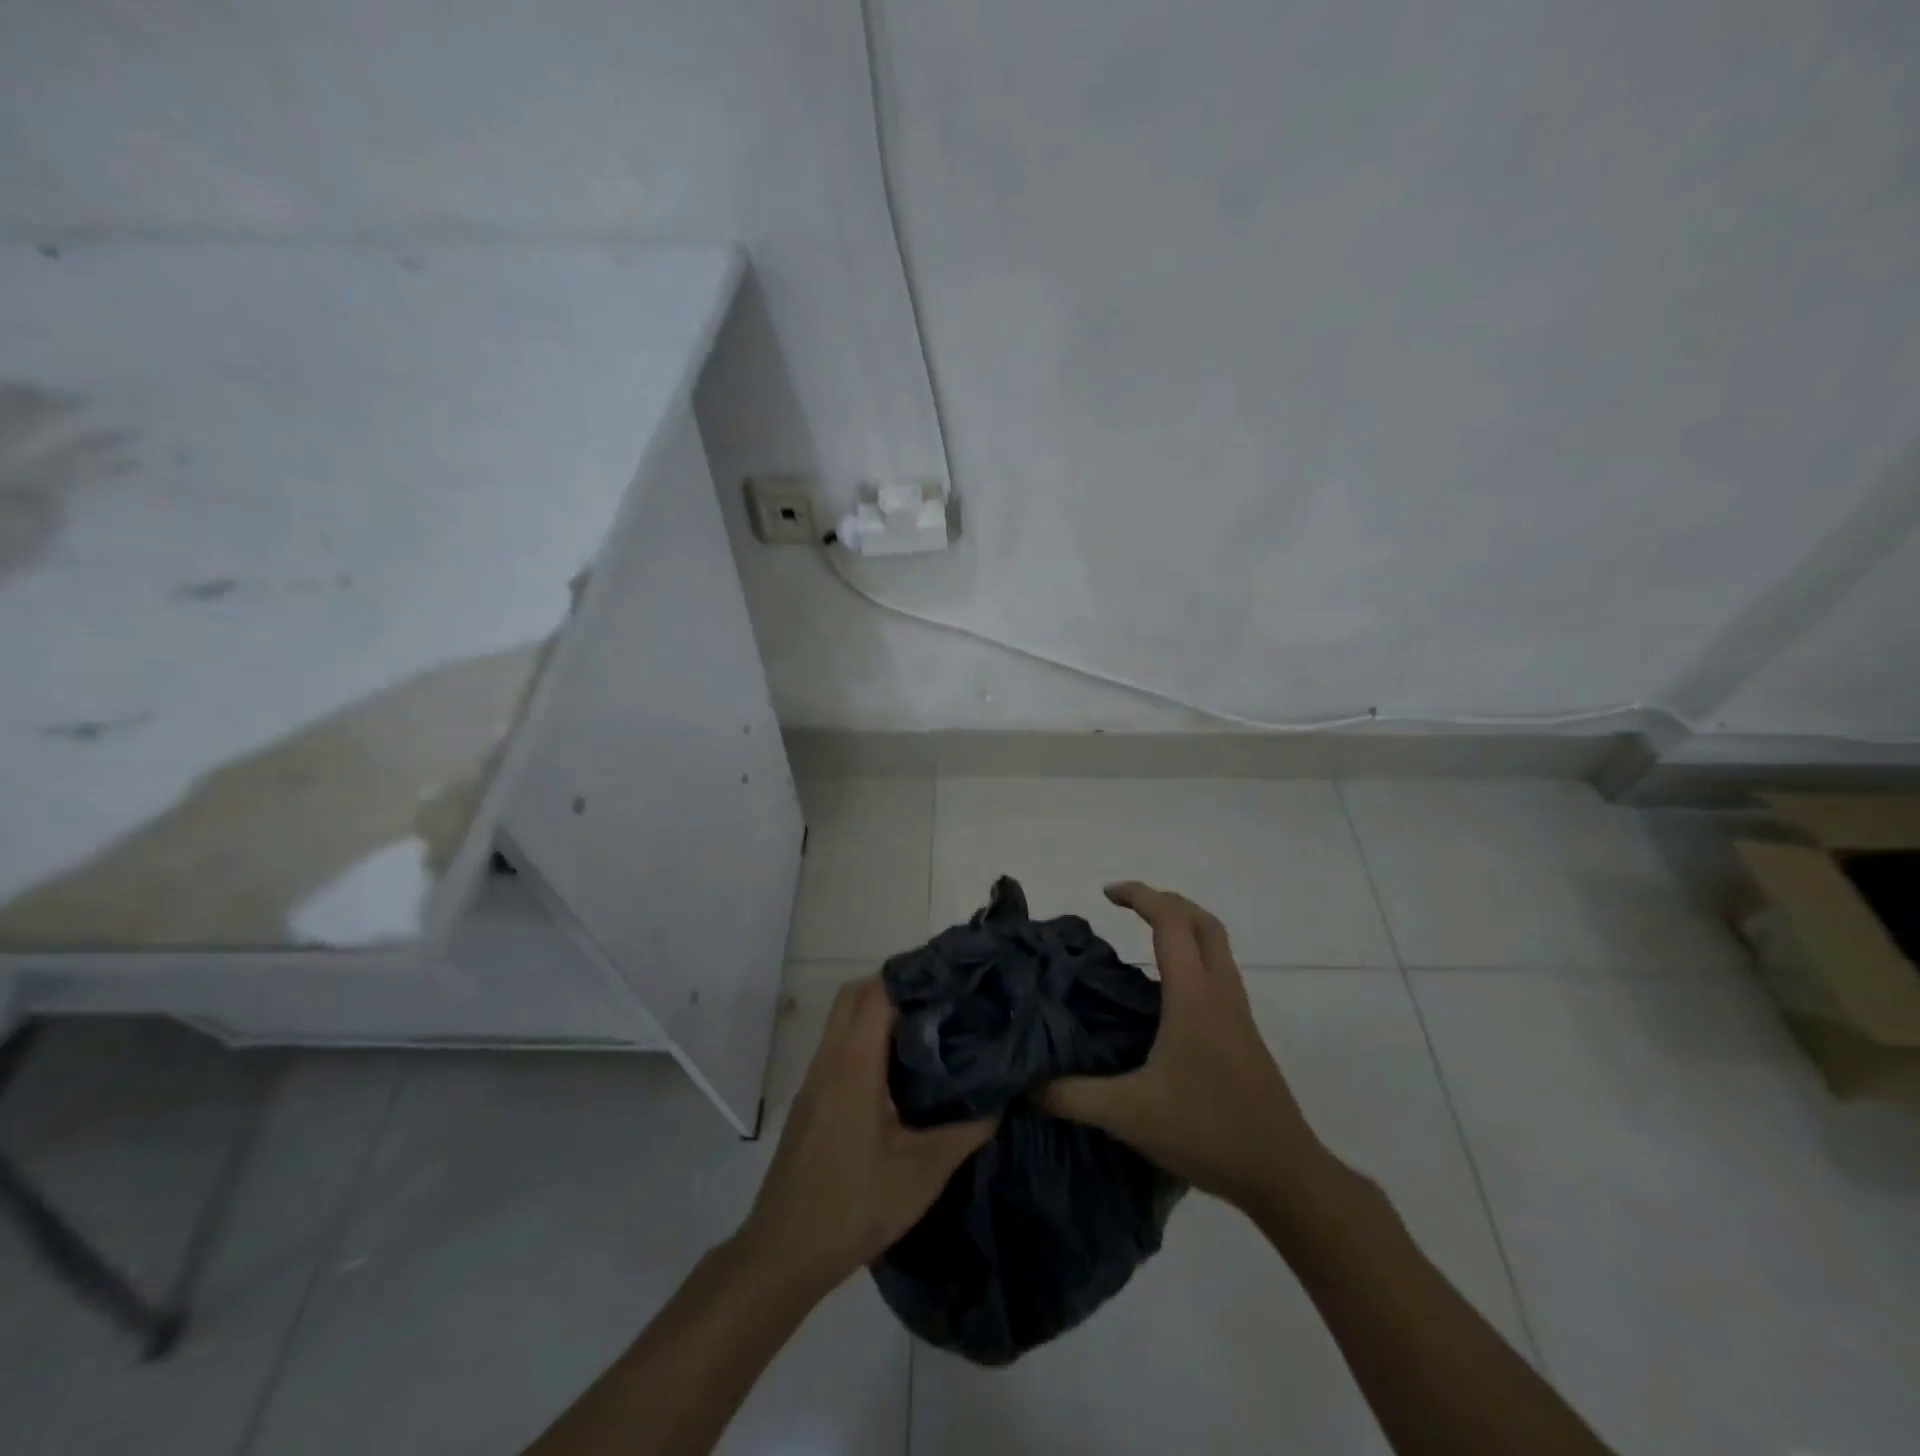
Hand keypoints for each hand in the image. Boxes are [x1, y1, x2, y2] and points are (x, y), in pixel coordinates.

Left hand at [740, 977, 994, 1294]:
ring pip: (843, 1020)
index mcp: (853, 1065)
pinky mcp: (810, 1099)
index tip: (950, 982)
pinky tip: (896, 1070)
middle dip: (895, 987)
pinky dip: (865, 1038)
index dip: (912, 979)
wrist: (784, 1253)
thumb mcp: (921, 1173)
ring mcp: (814, 1079)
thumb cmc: (853, 1205)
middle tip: (939, 1002)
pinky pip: (838, 1046)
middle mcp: (829, 1059)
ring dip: (878, 1012)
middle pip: (855, 995)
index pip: (877, 993)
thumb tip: (1000, 1101)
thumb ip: (964, 1132)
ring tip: (926, 1029)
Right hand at [1042, 882, 1325, 1210]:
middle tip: (1127, 906)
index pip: (1171, 922)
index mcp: (1193, 996)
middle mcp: (1220, 992)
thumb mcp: (1129, 1115)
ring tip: (1145, 937)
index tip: (1106, 893)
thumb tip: (1025, 1083)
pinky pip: (1219, 972)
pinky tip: (1166, 993)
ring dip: (1184, 926)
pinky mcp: (1244, 1033)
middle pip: (1202, 921)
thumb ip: (1072, 1096)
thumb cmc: (1207, 1130)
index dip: (1140, 896)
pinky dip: (1193, 957)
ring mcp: (1237, 1012)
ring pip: (1216, 945)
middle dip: (1166, 901)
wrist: (1283, 1173)